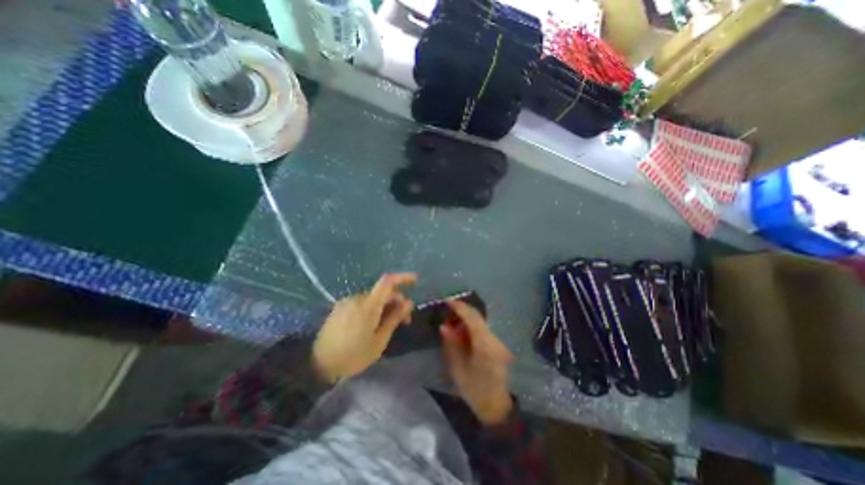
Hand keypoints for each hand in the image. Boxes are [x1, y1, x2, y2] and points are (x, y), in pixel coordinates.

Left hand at [312, 274, 417, 383]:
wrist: (317, 365)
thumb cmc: (353, 355)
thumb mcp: (379, 341)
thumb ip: (394, 318)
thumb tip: (409, 302)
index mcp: (368, 305)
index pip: (388, 281)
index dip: (403, 277)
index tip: (415, 280)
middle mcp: (357, 298)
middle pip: (383, 292)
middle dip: (397, 301)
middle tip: (404, 320)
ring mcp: (347, 302)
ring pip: (373, 298)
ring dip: (385, 306)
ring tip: (388, 325)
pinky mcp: (340, 308)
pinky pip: (362, 302)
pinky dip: (373, 308)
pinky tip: (373, 324)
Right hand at [441, 299, 511, 424]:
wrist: (496, 406)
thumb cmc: (474, 390)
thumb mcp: (457, 368)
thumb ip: (451, 344)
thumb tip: (444, 326)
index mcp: (484, 345)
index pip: (472, 318)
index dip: (459, 307)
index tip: (447, 301)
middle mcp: (494, 339)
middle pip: (478, 317)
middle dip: (462, 310)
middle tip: (447, 309)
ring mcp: (498, 341)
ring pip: (481, 321)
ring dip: (467, 317)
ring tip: (452, 319)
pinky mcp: (498, 344)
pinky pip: (483, 329)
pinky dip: (472, 325)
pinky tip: (462, 330)